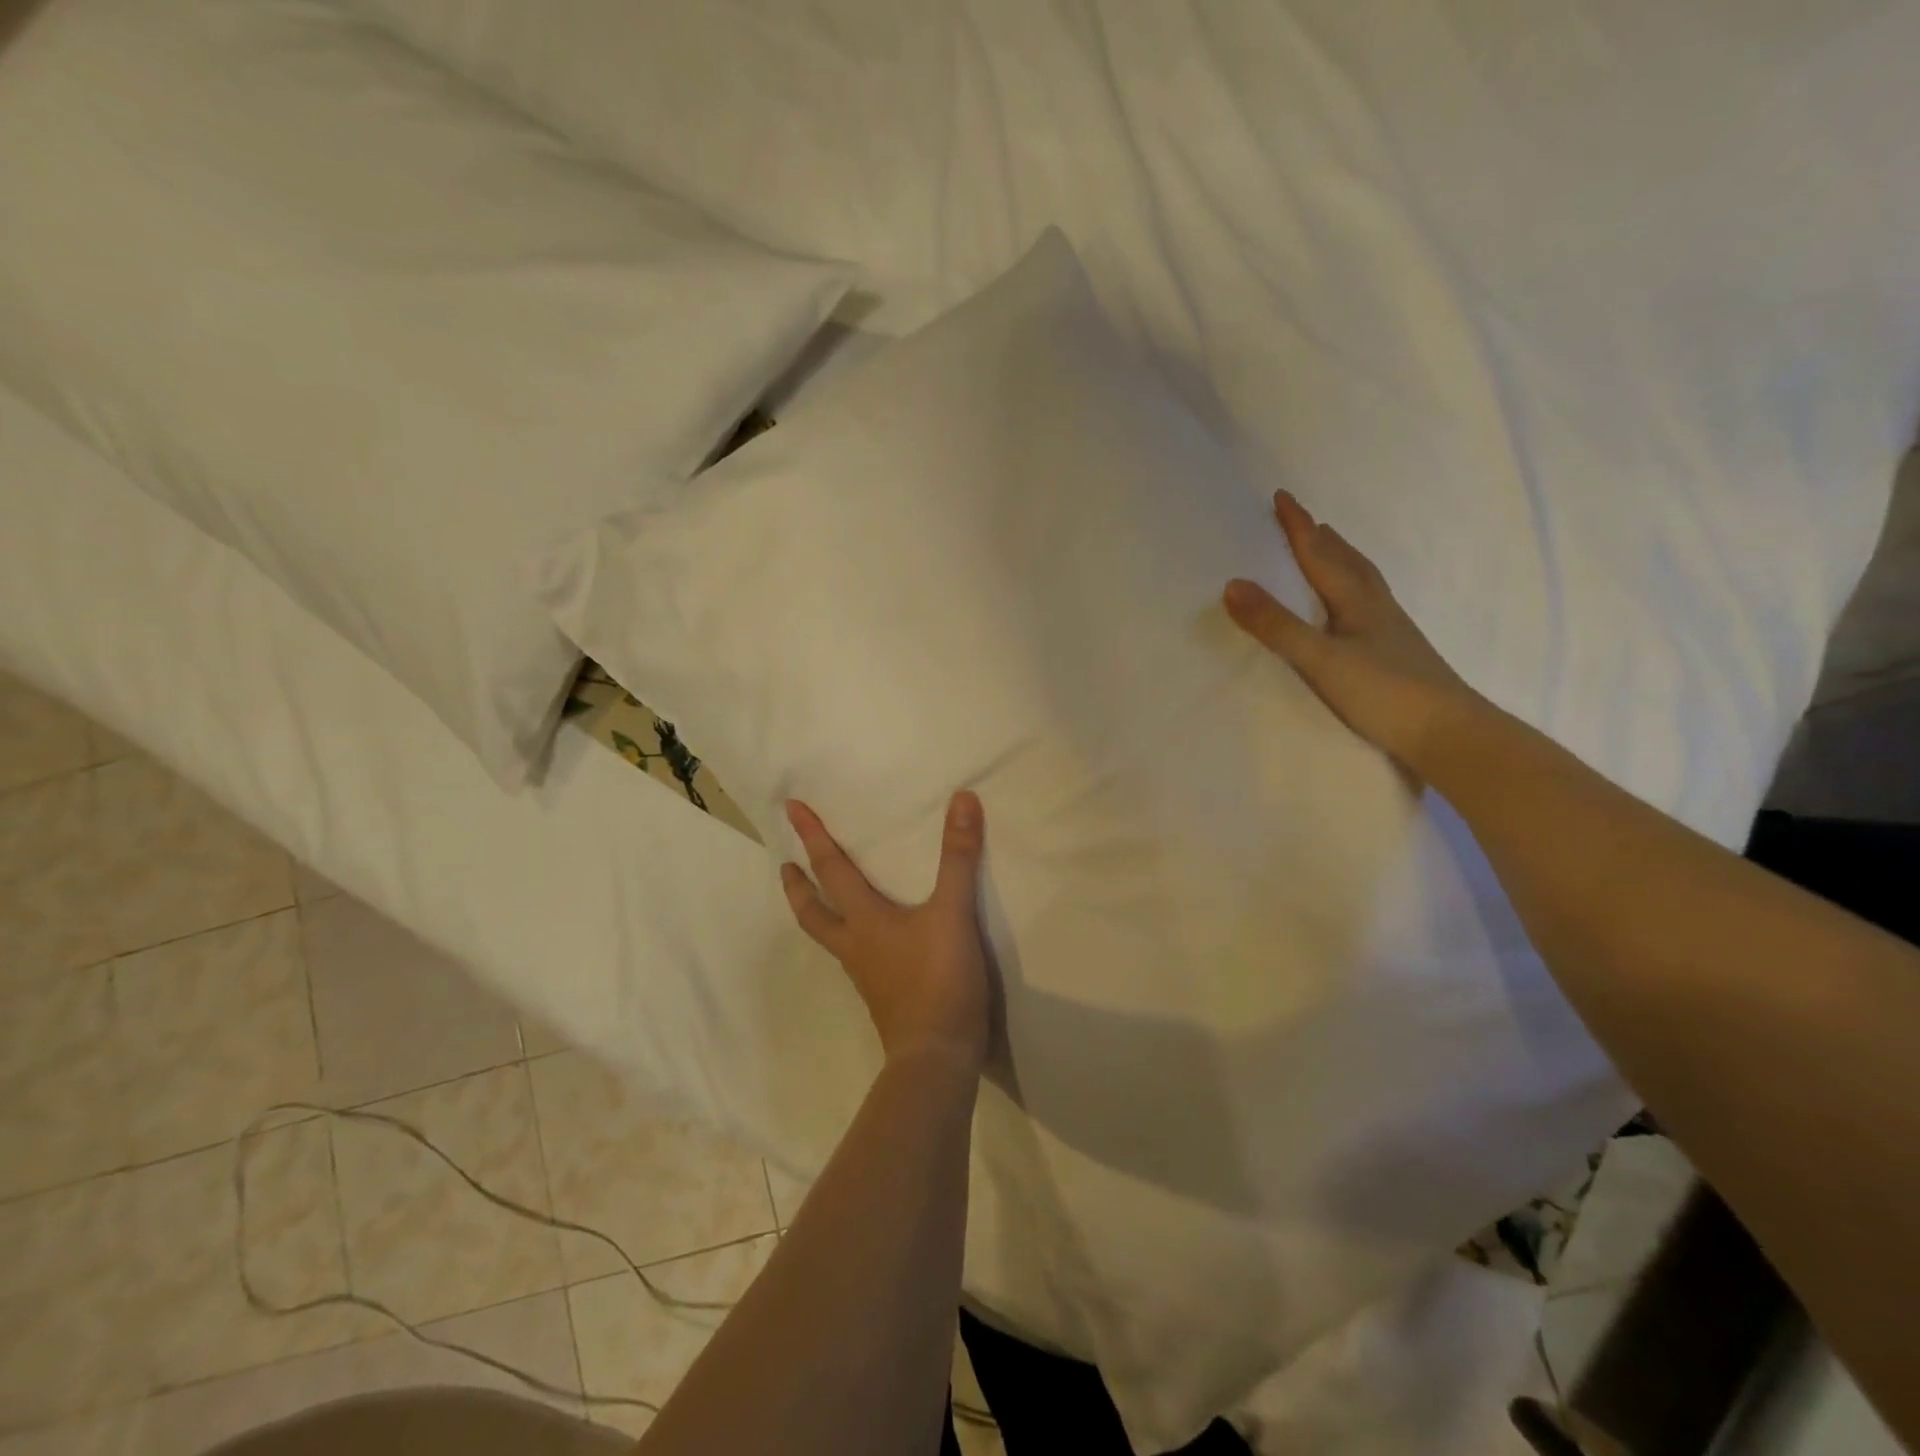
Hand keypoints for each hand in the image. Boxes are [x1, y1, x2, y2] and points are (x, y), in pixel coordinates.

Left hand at [781, 792, 991, 1071]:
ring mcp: (865, 976)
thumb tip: (962, 799)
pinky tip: (870, 945)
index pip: (830, 869)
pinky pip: (855, 960)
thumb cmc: (938, 980)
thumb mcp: (953, 913)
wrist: (936, 1057)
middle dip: (796, 887)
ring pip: (830, 938)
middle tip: (784, 866)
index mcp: (864, 920)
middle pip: (812, 913)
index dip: (812, 836)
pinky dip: (850, 940)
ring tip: (822, 901)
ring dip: (819, 914)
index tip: (789, 809)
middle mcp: (855, 946)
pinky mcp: (882, 998)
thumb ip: (958, 858)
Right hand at [1224, 490, 1477, 779]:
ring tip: (1329, 552)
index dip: (1300, 526)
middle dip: (1323, 539)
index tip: (1282, 497)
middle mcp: (1376, 608)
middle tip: (1306, 521)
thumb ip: (1276, 625)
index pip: (1321, 554)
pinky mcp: (1397, 654)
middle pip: (1348, 561)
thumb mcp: (1320, 659)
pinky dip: (1354, 592)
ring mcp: (1391, 631)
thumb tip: (1232, 584)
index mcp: (1356, 602)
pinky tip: (1354, 610)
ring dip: (1342, 561)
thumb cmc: (1384, 692)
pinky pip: (1369, 606)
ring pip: (1363, 583)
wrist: (1449, 733)